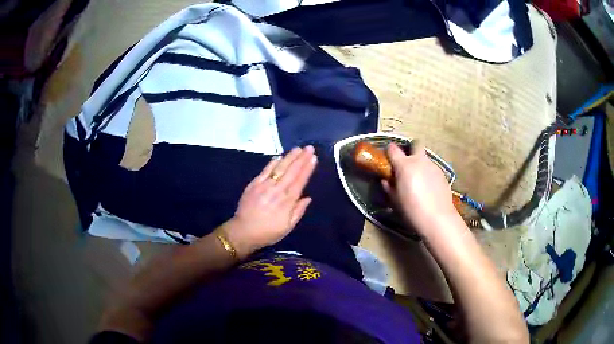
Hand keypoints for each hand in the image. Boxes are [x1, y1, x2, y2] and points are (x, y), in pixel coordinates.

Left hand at [223, 146, 316, 258]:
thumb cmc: (268, 232)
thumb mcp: (288, 227)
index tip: (314, 158)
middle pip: (292, 171)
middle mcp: (277, 190)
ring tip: (297, 149)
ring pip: (279, 168)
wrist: (244, 232)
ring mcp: (265, 186)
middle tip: (309, 148)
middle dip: (301, 158)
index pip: (300, 181)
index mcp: (287, 201)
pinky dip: (272, 163)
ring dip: (289, 157)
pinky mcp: (254, 184)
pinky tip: (279, 157)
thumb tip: (308, 198)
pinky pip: (265, 171)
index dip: (307, 168)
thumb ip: (298, 211)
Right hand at [382, 143, 456, 236]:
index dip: (389, 151)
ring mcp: (433, 166)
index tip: (388, 158)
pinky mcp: (442, 174)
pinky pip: (432, 169)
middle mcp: (419, 161)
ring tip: (419, 181)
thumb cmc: (412, 209)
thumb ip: (389, 187)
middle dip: (411, 149)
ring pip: (425, 158)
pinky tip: (429, 188)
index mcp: (404, 165)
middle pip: (416, 144)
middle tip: (407, 164)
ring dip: (420, 164)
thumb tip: (385, 180)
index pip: (393, 149)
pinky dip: (428, 174)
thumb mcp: (395, 200)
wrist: (437, 218)